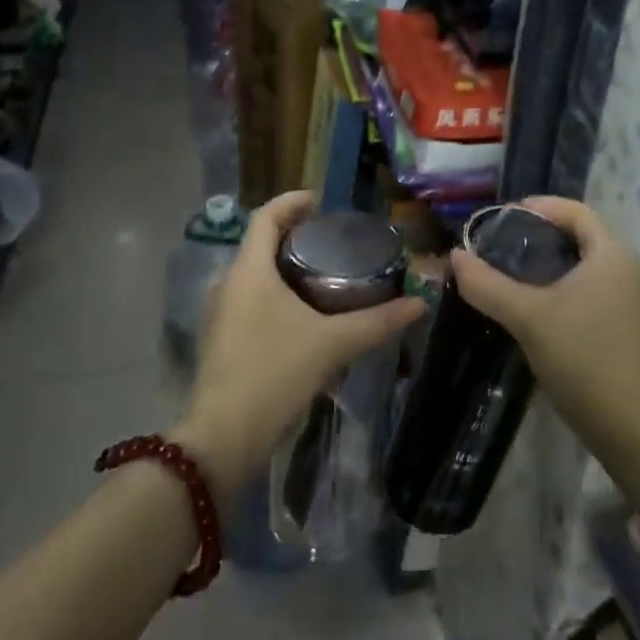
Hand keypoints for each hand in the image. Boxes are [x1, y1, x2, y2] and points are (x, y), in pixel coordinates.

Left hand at [173, 192, 423, 502]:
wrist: (224, 437)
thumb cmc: (275, 374)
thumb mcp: (333, 344)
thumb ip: (377, 322)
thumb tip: (420, 304)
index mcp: (249, 271)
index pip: (265, 217)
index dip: (291, 202)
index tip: (319, 201)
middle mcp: (228, 284)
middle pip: (259, 243)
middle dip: (292, 235)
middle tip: (330, 239)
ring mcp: (220, 313)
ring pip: (253, 274)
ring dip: (282, 266)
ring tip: (321, 273)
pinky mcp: (221, 339)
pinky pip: (249, 299)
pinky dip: (274, 292)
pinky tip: (301, 314)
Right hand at [448, 197, 639, 438]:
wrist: (632, 428)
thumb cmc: (582, 357)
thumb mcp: (527, 317)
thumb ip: (487, 284)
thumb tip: (455, 256)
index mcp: (612, 254)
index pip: (575, 211)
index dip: (538, 207)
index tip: (503, 218)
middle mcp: (630, 270)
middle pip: (582, 237)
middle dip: (542, 237)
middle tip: (503, 247)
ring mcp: (635, 302)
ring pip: (589, 267)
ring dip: (554, 265)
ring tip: (516, 276)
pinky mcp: (632, 329)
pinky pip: (596, 292)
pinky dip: (567, 289)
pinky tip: (541, 310)